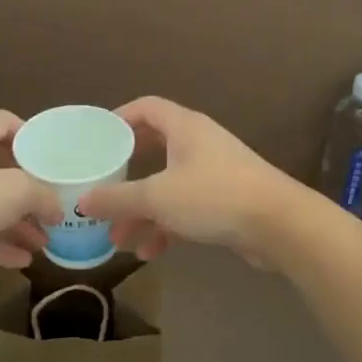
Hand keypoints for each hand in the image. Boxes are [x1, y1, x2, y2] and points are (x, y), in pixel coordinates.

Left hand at [0, 110, 62, 274]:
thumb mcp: (14, 191)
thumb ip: (43, 194)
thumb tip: (58, 206)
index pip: (6, 122)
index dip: (31, 135)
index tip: (52, 158)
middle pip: (2, 167)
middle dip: (30, 189)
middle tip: (55, 207)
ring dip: (18, 221)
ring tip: (46, 241)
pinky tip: (23, 261)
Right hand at [77, 97, 296, 264]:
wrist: (280, 225)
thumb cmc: (214, 196)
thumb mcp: (158, 197)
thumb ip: (117, 198)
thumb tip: (81, 200)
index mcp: (183, 127)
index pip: (146, 108)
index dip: (119, 119)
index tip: (97, 140)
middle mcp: (198, 143)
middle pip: (153, 150)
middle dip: (126, 176)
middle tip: (103, 191)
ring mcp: (214, 172)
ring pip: (167, 186)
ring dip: (143, 211)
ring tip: (119, 240)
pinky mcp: (225, 201)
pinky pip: (185, 207)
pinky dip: (166, 226)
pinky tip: (150, 253)